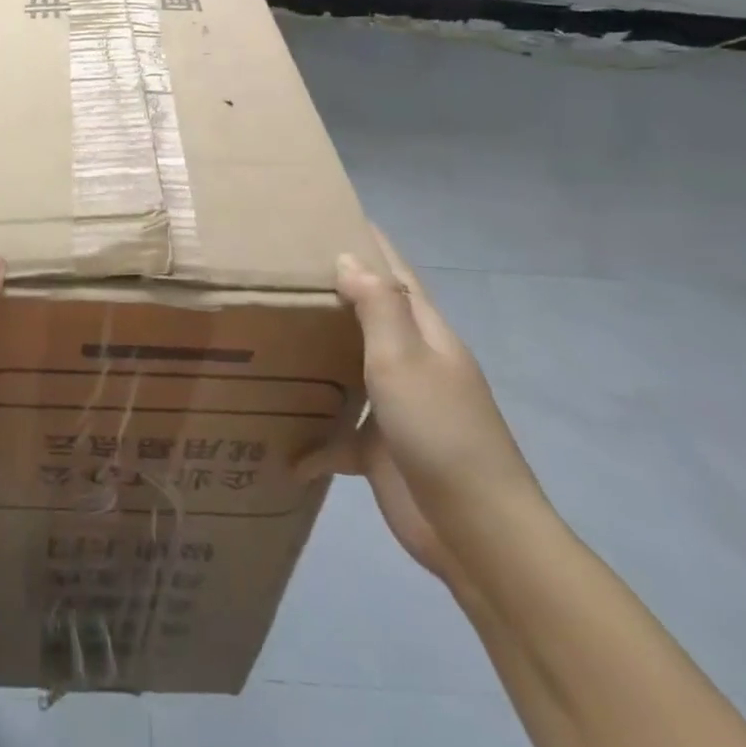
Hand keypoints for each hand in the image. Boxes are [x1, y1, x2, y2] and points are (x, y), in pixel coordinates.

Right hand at [299, 224, 542, 587]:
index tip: (335, 217)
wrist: (475, 530)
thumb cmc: (440, 430)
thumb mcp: (404, 359)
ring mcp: (398, 409)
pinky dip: (314, 440)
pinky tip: (284, 449)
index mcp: (426, 336)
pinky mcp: (381, 450)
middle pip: (370, 318)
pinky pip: (340, 434)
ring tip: (270, 337)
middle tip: (281, 272)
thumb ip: (376, 306)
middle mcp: (413, 364)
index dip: (372, 246)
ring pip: (350, 370)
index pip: (397, 277)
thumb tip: (348, 258)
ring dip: (317, 358)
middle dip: (334, 294)